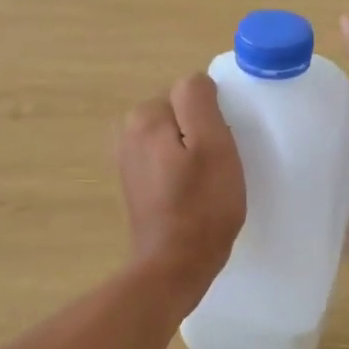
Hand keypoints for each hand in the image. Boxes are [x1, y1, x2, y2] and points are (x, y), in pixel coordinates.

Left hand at [118, 74, 245, 309]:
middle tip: (218, 169)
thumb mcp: (213, 145)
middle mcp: (127, 131)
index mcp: (144, 117)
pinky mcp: (136, 182)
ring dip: (195, 154)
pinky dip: (183, 171)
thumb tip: (196, 82)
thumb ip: (200, 101)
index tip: (221, 151)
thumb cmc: (202, 206)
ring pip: (177, 138)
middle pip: (182, 114)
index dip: (214, 120)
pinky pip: (169, 160)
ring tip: (208, 184)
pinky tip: (193, 195)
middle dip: (203, 134)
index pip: (192, 94)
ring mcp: (128, 158)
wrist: (175, 265)